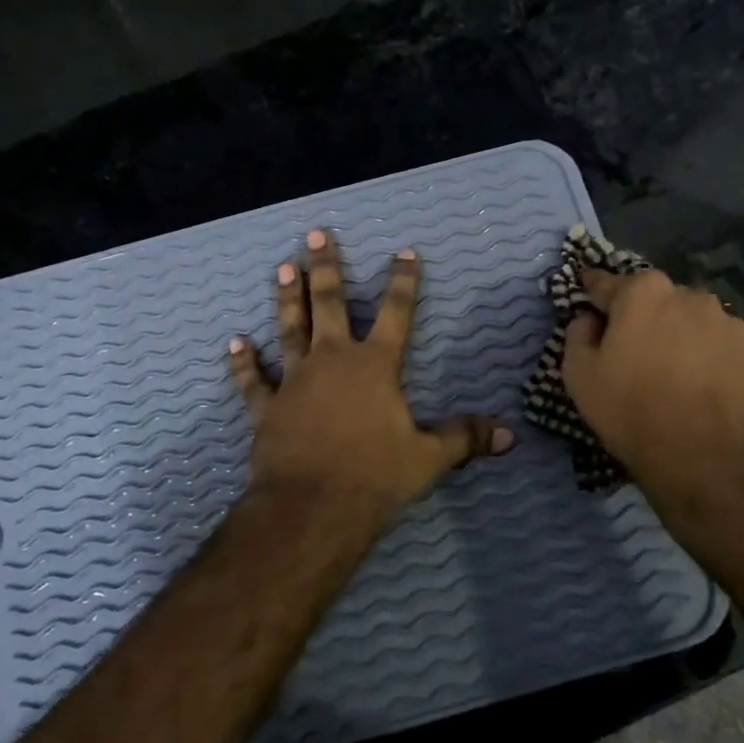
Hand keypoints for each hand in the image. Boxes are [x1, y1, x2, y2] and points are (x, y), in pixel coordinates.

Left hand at [229, 230, 512, 531]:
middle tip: (315, 235)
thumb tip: (508, 434)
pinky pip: (252, 381)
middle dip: (325, 268)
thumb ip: (464, 438)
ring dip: (286, 298)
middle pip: (328, 304)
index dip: (403, 282)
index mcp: (375, 366)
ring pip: (290, 329)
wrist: (312, 508)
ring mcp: (295, 381)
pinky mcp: (266, 408)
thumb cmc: (374, 477)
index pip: (395, 313)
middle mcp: (332, 361)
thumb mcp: (429, 459)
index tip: (404, 251)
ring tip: (283, 268)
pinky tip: (235, 342)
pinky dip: (243, 362)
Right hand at [562, 268, 743, 512]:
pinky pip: (723, 354)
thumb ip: (578, 335)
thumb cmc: (632, 411)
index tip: (586, 295)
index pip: (607, 283)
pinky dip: (711, 365)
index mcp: (644, 293)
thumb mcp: (579, 375)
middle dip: (643, 318)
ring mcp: (732, 327)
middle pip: (657, 301)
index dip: (592, 291)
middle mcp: (691, 297)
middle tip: (633, 352)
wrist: (709, 461)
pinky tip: (703, 395)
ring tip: (674, 378)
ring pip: (695, 325)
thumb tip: (589, 320)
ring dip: (681, 340)